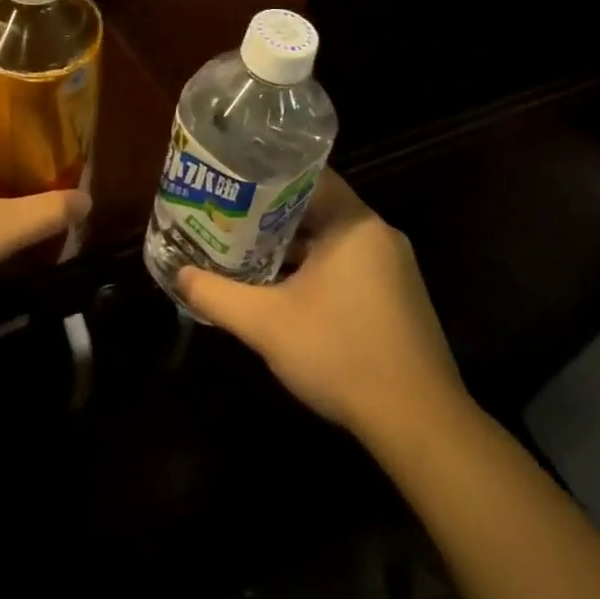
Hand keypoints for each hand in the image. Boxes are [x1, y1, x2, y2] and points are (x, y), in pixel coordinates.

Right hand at [176, 170, 472, 453]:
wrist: (420, 425)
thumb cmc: (341, 354)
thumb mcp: (266, 324)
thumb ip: (217, 295)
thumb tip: (179, 275)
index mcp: (354, 223)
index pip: (307, 174)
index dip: (267, 173)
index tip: (232, 178)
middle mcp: (378, 235)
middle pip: (316, 206)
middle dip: (271, 212)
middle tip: (228, 212)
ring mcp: (394, 268)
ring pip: (331, 239)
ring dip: (292, 244)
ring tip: (245, 246)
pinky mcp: (399, 299)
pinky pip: (349, 265)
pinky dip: (316, 267)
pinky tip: (285, 288)